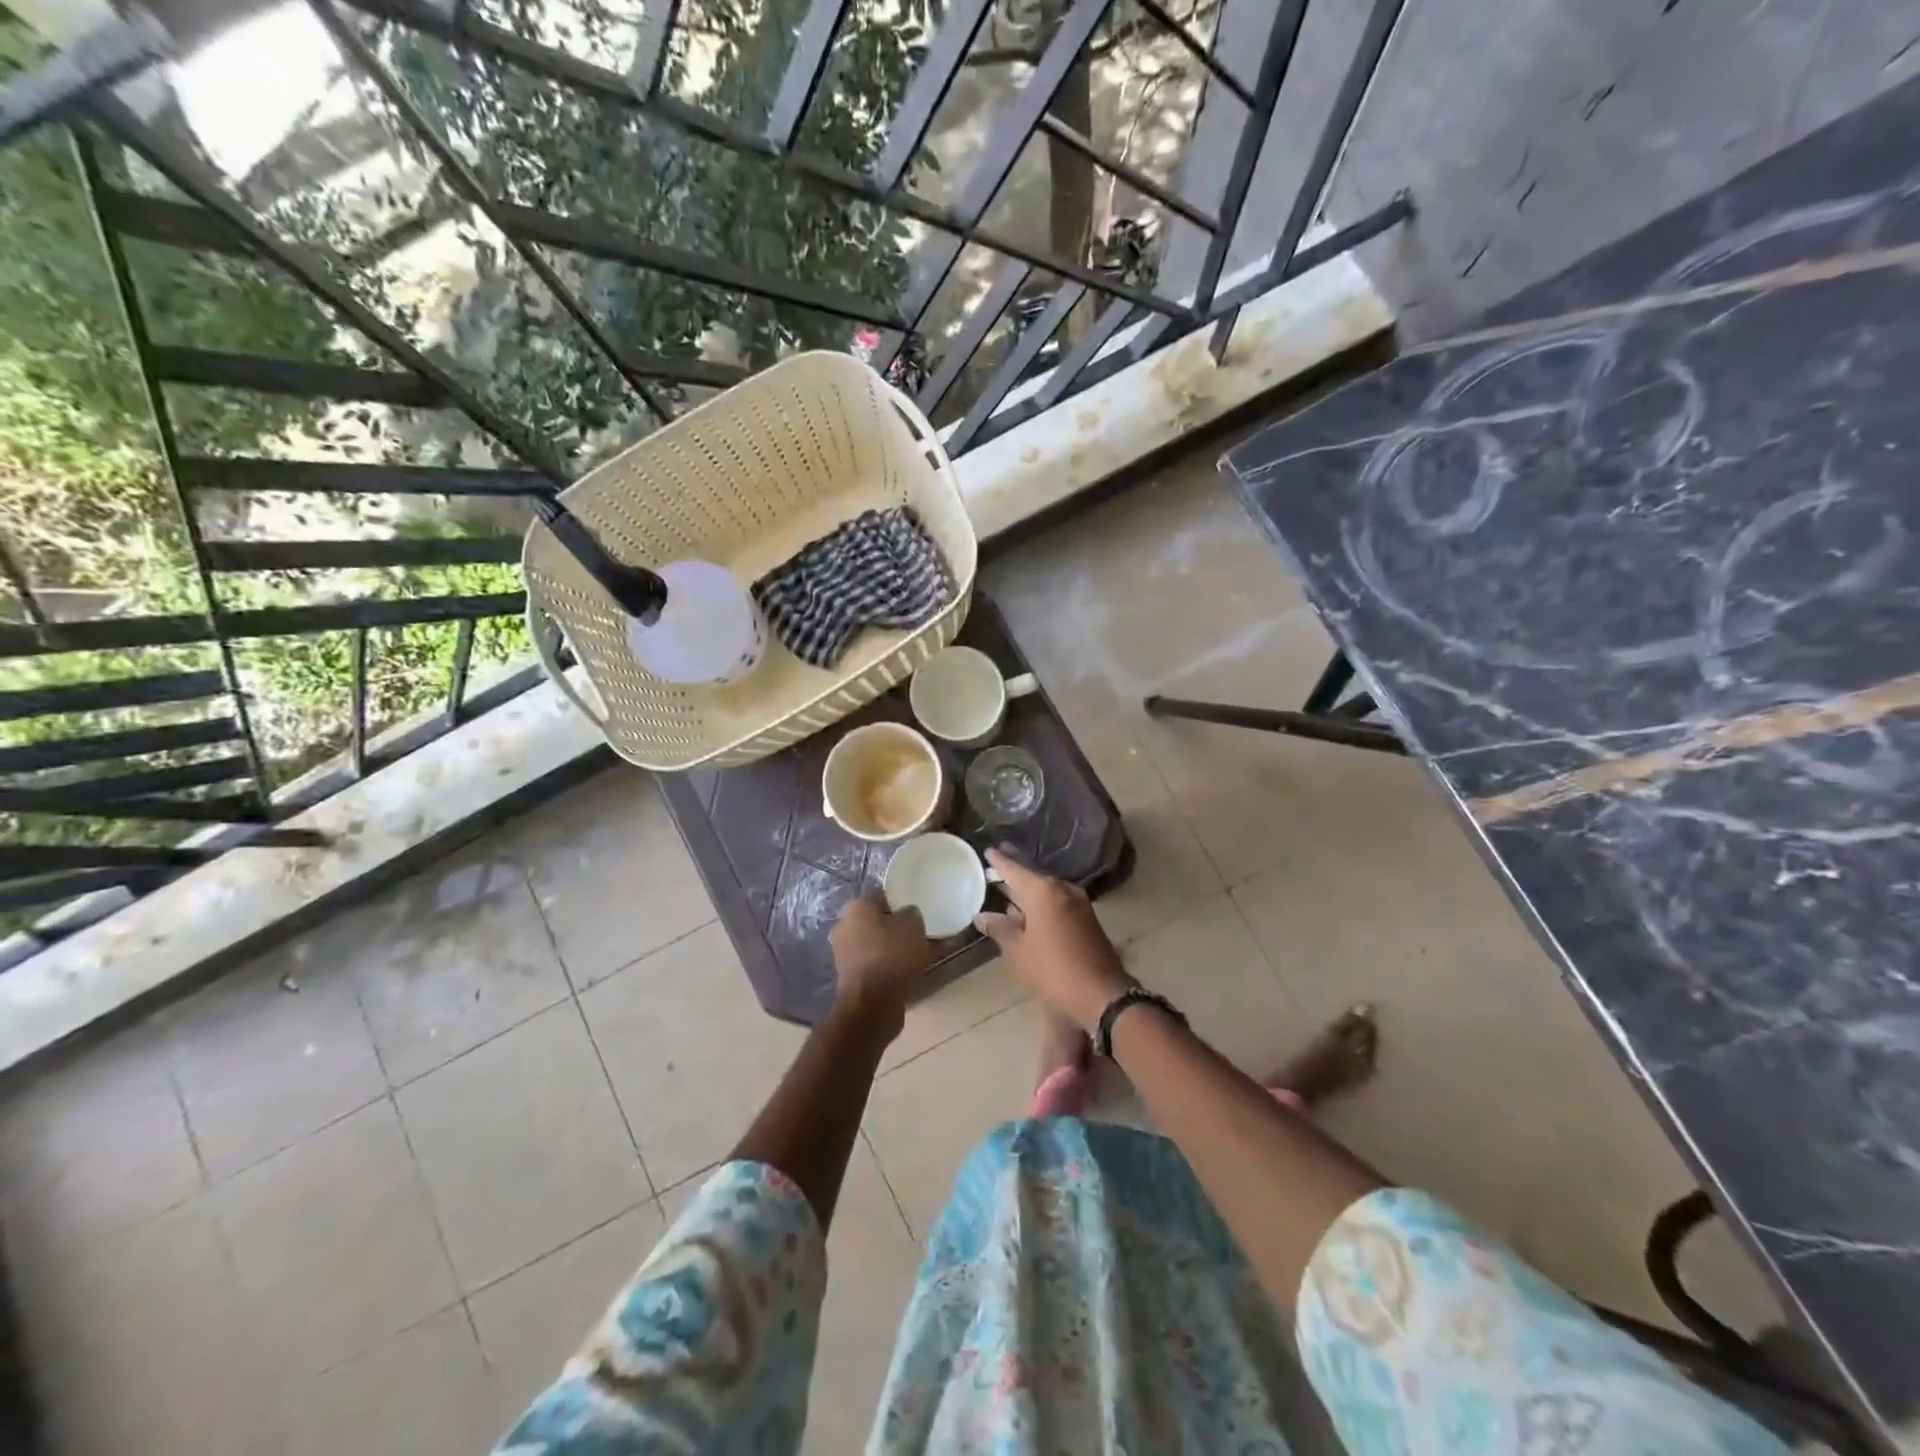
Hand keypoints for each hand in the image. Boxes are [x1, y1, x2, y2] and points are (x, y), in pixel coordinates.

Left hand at [830, 894, 932, 1024]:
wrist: (872, 1004)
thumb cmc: (892, 955)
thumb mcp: (913, 924)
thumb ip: (912, 913)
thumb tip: (908, 915)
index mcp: (856, 907)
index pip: (883, 897)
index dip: (903, 904)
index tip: (920, 914)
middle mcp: (845, 926)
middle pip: (879, 922)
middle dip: (899, 929)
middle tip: (921, 936)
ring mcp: (845, 954)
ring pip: (878, 945)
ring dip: (896, 950)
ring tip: (921, 957)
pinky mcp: (851, 978)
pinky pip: (877, 966)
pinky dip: (891, 968)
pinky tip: (910, 974)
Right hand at [974, 849, 1135, 1032]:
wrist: (1101, 995)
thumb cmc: (1052, 970)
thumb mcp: (1018, 951)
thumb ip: (999, 929)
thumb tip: (982, 916)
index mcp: (1043, 891)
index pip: (1015, 869)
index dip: (1000, 861)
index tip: (988, 850)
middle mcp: (1063, 889)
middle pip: (1033, 876)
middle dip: (1015, 872)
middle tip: (996, 864)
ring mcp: (1078, 904)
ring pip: (1047, 891)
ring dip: (1028, 890)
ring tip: (1008, 889)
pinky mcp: (1087, 920)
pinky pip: (1057, 903)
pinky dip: (1041, 903)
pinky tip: (1029, 912)